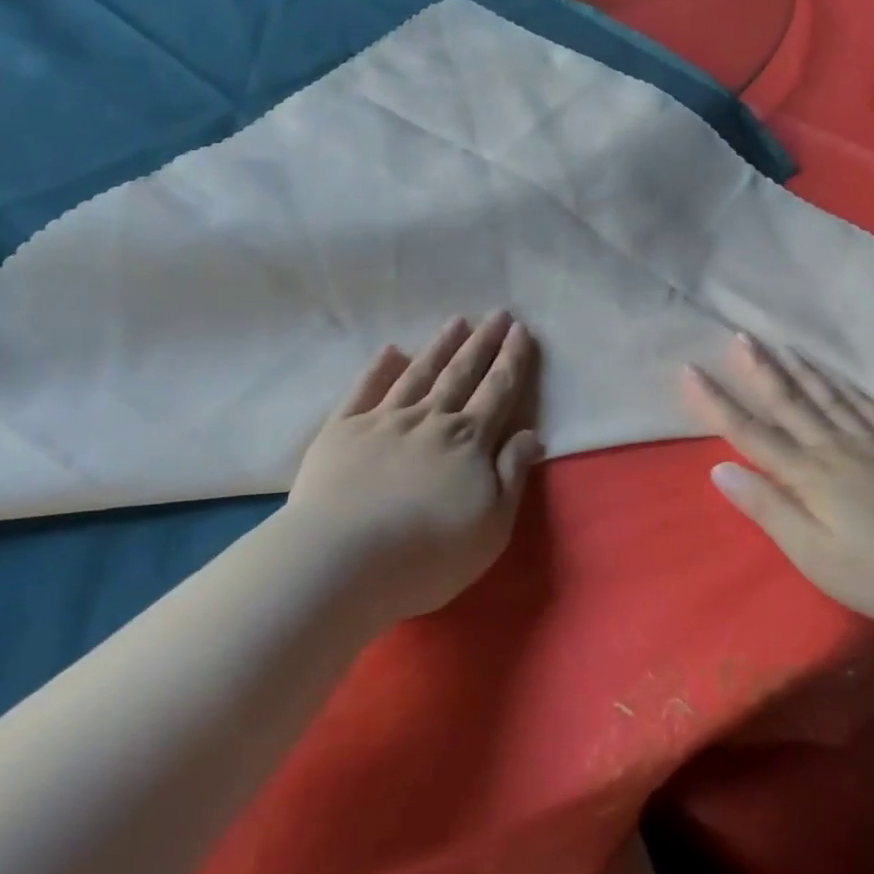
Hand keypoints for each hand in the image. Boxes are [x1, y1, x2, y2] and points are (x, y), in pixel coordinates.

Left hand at [288, 313, 542, 619]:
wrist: (342, 560)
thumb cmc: (428, 552)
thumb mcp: (492, 525)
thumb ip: (512, 475)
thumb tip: (532, 434)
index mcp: (468, 441)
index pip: (498, 391)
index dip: (512, 360)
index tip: (521, 331)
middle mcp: (429, 419)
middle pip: (462, 373)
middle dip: (483, 343)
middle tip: (498, 314)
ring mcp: (383, 420)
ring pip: (419, 373)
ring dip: (440, 346)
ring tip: (457, 321)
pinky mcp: (342, 430)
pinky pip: (365, 389)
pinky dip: (379, 368)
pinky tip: (390, 351)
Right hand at [682, 335, 873, 637]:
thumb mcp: (816, 555)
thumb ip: (769, 509)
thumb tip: (720, 470)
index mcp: (811, 476)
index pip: (752, 433)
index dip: (718, 403)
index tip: (690, 370)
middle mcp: (838, 450)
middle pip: (792, 403)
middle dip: (760, 370)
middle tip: (740, 335)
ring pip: (830, 399)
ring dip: (801, 370)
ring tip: (782, 344)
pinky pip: (870, 411)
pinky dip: (850, 390)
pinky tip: (842, 379)